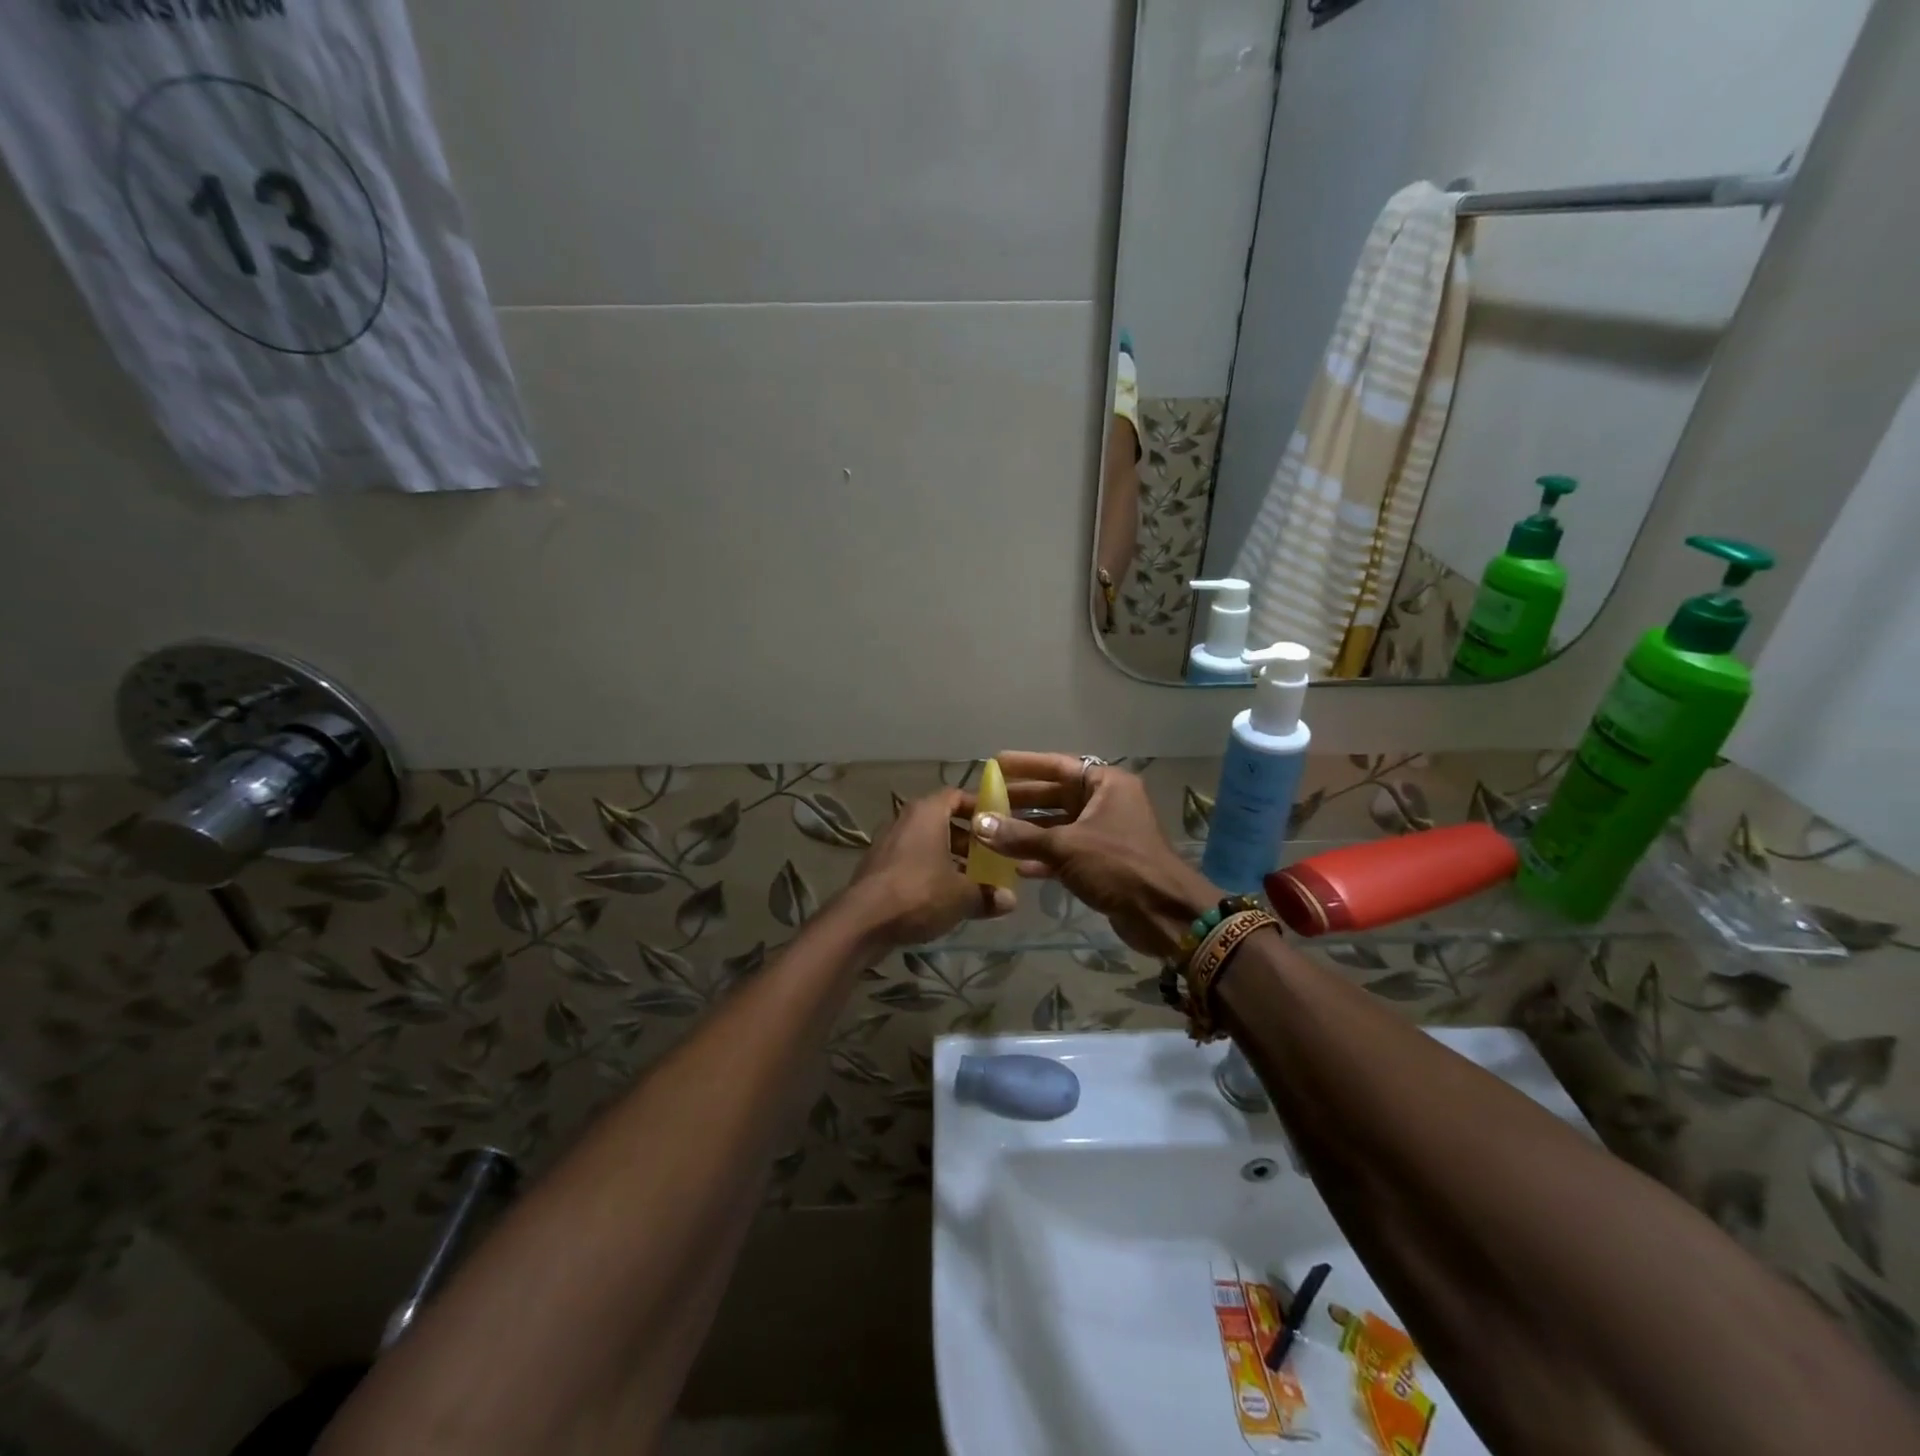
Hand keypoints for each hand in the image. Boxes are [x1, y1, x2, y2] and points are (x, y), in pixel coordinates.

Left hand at [844, 789, 1015, 949]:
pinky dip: (929, 871)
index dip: (980, 807)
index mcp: (927, 812)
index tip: (998, 824)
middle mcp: (905, 819)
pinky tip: (944, 897)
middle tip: (990, 858)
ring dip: (949, 858)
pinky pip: (911, 860)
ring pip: (926, 843)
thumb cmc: (919, 893)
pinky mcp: (876, 866)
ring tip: (971, 881)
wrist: (863, 921)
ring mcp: (887, 842)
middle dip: (968, 839)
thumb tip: (1010, 900)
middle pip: (942, 821)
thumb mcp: (962, 896)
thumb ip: (987, 894)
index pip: (957, 796)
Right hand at [971, 753, 1218, 958]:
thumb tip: (980, 825)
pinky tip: (1016, 866)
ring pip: (1059, 826)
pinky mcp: (1102, 862)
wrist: (1163, 914)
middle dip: (1022, 800)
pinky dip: (1044, 857)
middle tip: (986, 800)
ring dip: (1028, 831)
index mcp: (1106, 785)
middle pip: (1056, 795)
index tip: (996, 763)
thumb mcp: (1066, 846)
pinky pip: (1066, 852)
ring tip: (992, 832)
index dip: (1026, 765)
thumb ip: (1020, 836)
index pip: (1059, 765)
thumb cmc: (1118, 865)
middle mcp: (1107, 803)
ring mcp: (1105, 834)